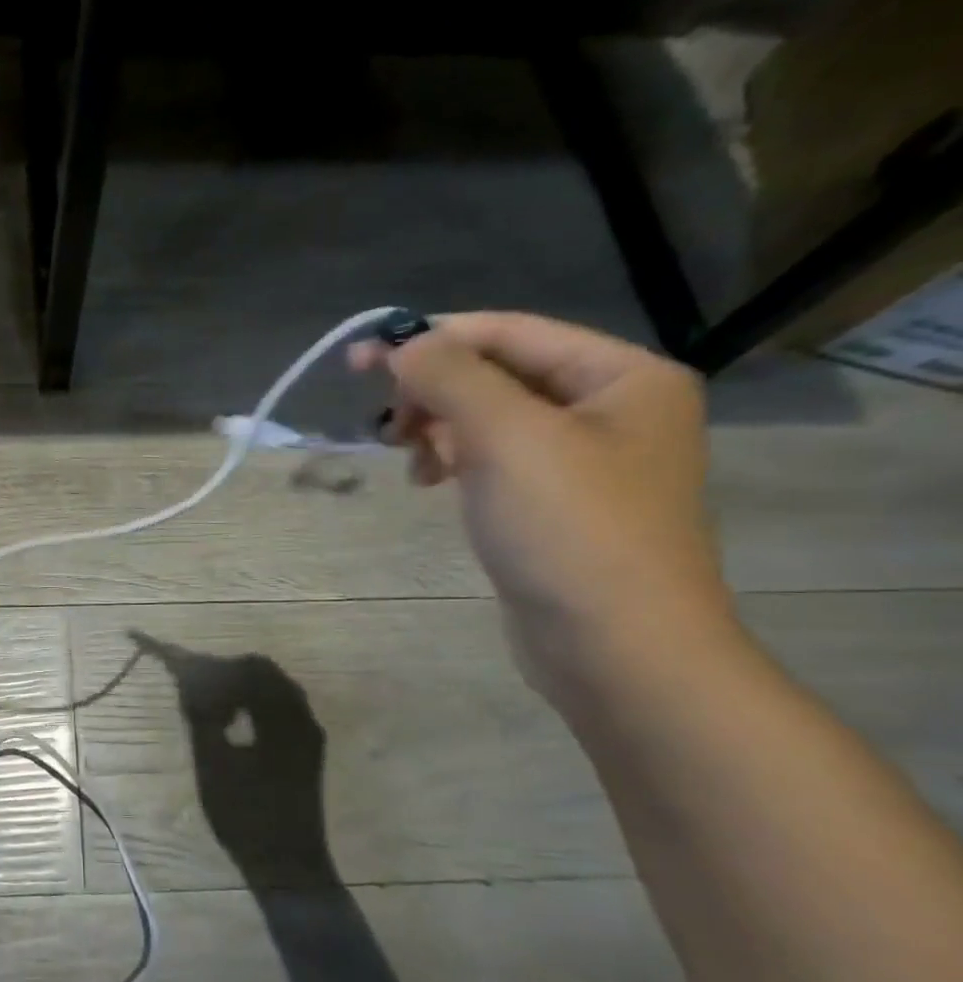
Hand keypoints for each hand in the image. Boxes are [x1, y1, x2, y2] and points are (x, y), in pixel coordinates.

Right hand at [355, 312, 735, 706]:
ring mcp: (585, 462)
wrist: (617, 649)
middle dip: (435, 392)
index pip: (509, 332)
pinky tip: (433, 483)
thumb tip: (403, 343)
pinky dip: (456, 462)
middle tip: (387, 425)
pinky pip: (495, 460)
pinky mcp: (556, 506)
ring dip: (440, 429)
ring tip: (412, 462)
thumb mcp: (506, 437)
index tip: (359, 359)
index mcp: (622, 376)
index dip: (431, 338)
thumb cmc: (569, 531)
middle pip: (498, 375)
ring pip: (490, 420)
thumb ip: (451, 377)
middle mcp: (611, 409)